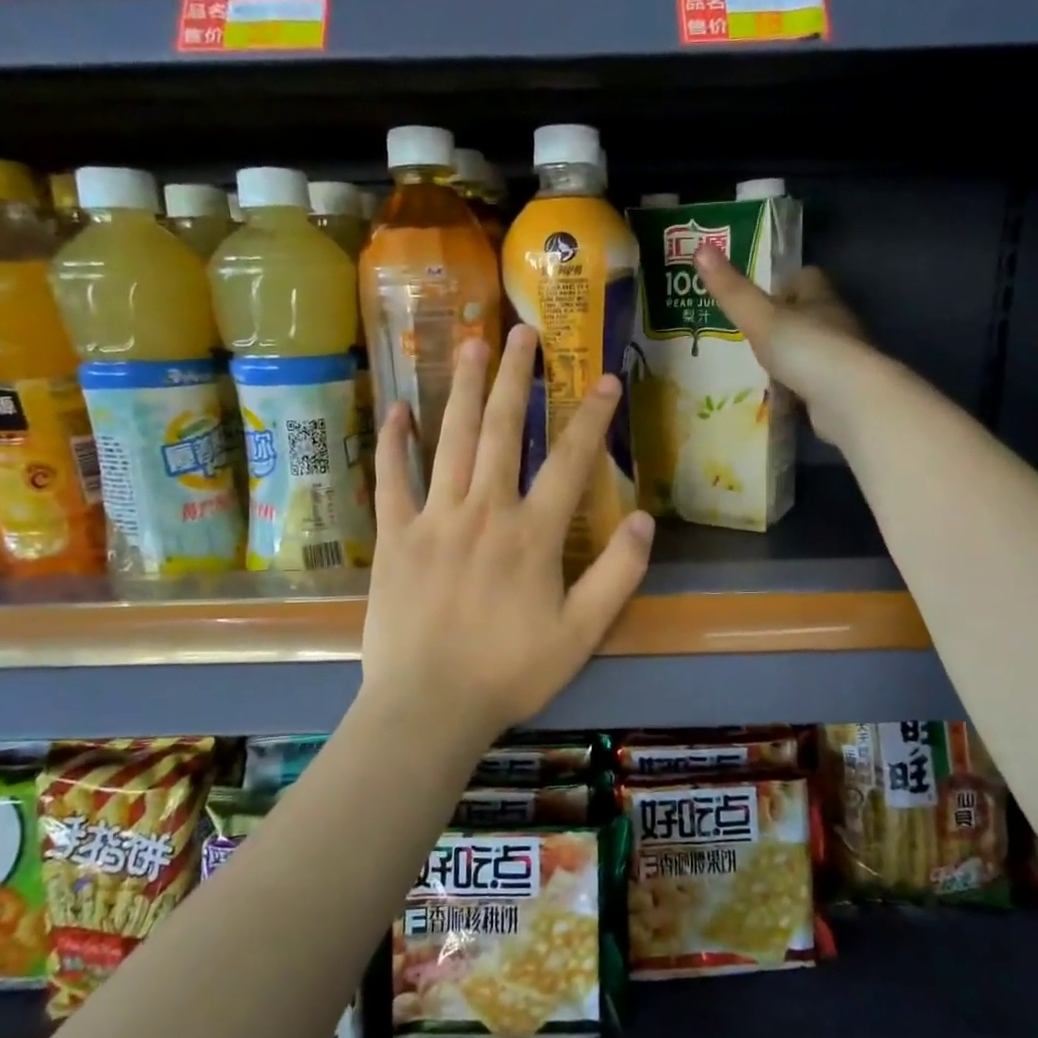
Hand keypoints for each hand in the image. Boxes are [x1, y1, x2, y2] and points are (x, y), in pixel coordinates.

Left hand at [360, 323, 654, 743]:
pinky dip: (394, 442)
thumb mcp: (581, 634)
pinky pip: (392, 479)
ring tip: (470, 343)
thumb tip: (645, 519)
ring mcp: (433, 519)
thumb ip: (617, 575)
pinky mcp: (395, 536)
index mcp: (532, 534)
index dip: (591, 417)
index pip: (570, 461)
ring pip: (451, 439)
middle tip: (522, 330)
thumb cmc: (509, 673)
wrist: (427, 706)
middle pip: (502, 430)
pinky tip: (397, 408)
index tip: (605, 378)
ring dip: (462, 389)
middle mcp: (483, 511)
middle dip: (515, 378)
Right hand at [693, 249, 877, 448]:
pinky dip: (794, 386)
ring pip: (809, 349)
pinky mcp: (839, 392)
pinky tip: (774, 395)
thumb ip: (732, 290)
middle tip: (747, 331)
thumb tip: (700, 248)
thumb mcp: (760, 317)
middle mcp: (835, 323)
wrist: (849, 401)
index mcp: (821, 297)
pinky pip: (811, 382)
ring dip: (788, 355)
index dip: (783, 281)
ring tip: (754, 365)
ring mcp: (840, 360)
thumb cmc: (806, 348)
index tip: (757, 292)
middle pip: (808, 313)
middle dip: (782, 320)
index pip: (805, 277)